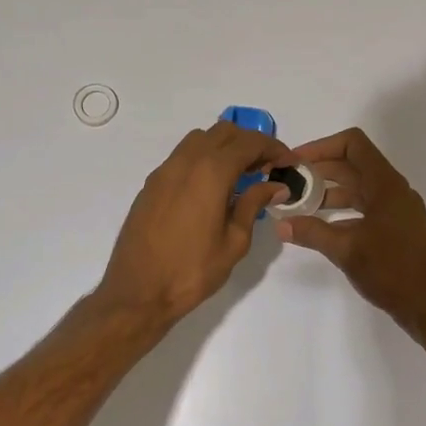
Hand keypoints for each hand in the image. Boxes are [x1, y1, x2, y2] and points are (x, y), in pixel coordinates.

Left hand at [95, 120, 290, 329]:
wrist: (137, 292)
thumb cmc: (192, 271)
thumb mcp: (234, 241)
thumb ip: (253, 204)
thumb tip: (275, 186)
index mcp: (210, 172)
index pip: (249, 143)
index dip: (273, 147)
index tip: (288, 162)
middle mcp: (186, 162)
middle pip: (223, 132)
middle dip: (249, 143)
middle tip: (266, 167)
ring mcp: (164, 171)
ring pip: (200, 139)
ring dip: (224, 147)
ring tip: (239, 175)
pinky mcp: (151, 184)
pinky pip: (182, 156)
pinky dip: (203, 159)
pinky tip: (211, 188)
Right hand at [275, 127, 425, 344]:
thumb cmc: (392, 271)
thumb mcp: (346, 250)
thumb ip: (312, 232)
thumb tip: (281, 223)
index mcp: (385, 184)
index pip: (353, 144)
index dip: (322, 146)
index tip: (296, 161)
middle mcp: (393, 189)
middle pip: (353, 164)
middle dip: (320, 170)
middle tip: (290, 183)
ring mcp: (397, 209)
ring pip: (359, 187)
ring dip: (330, 191)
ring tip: (300, 205)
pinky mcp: (397, 227)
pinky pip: (366, 207)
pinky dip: (343, 210)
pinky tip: (322, 226)